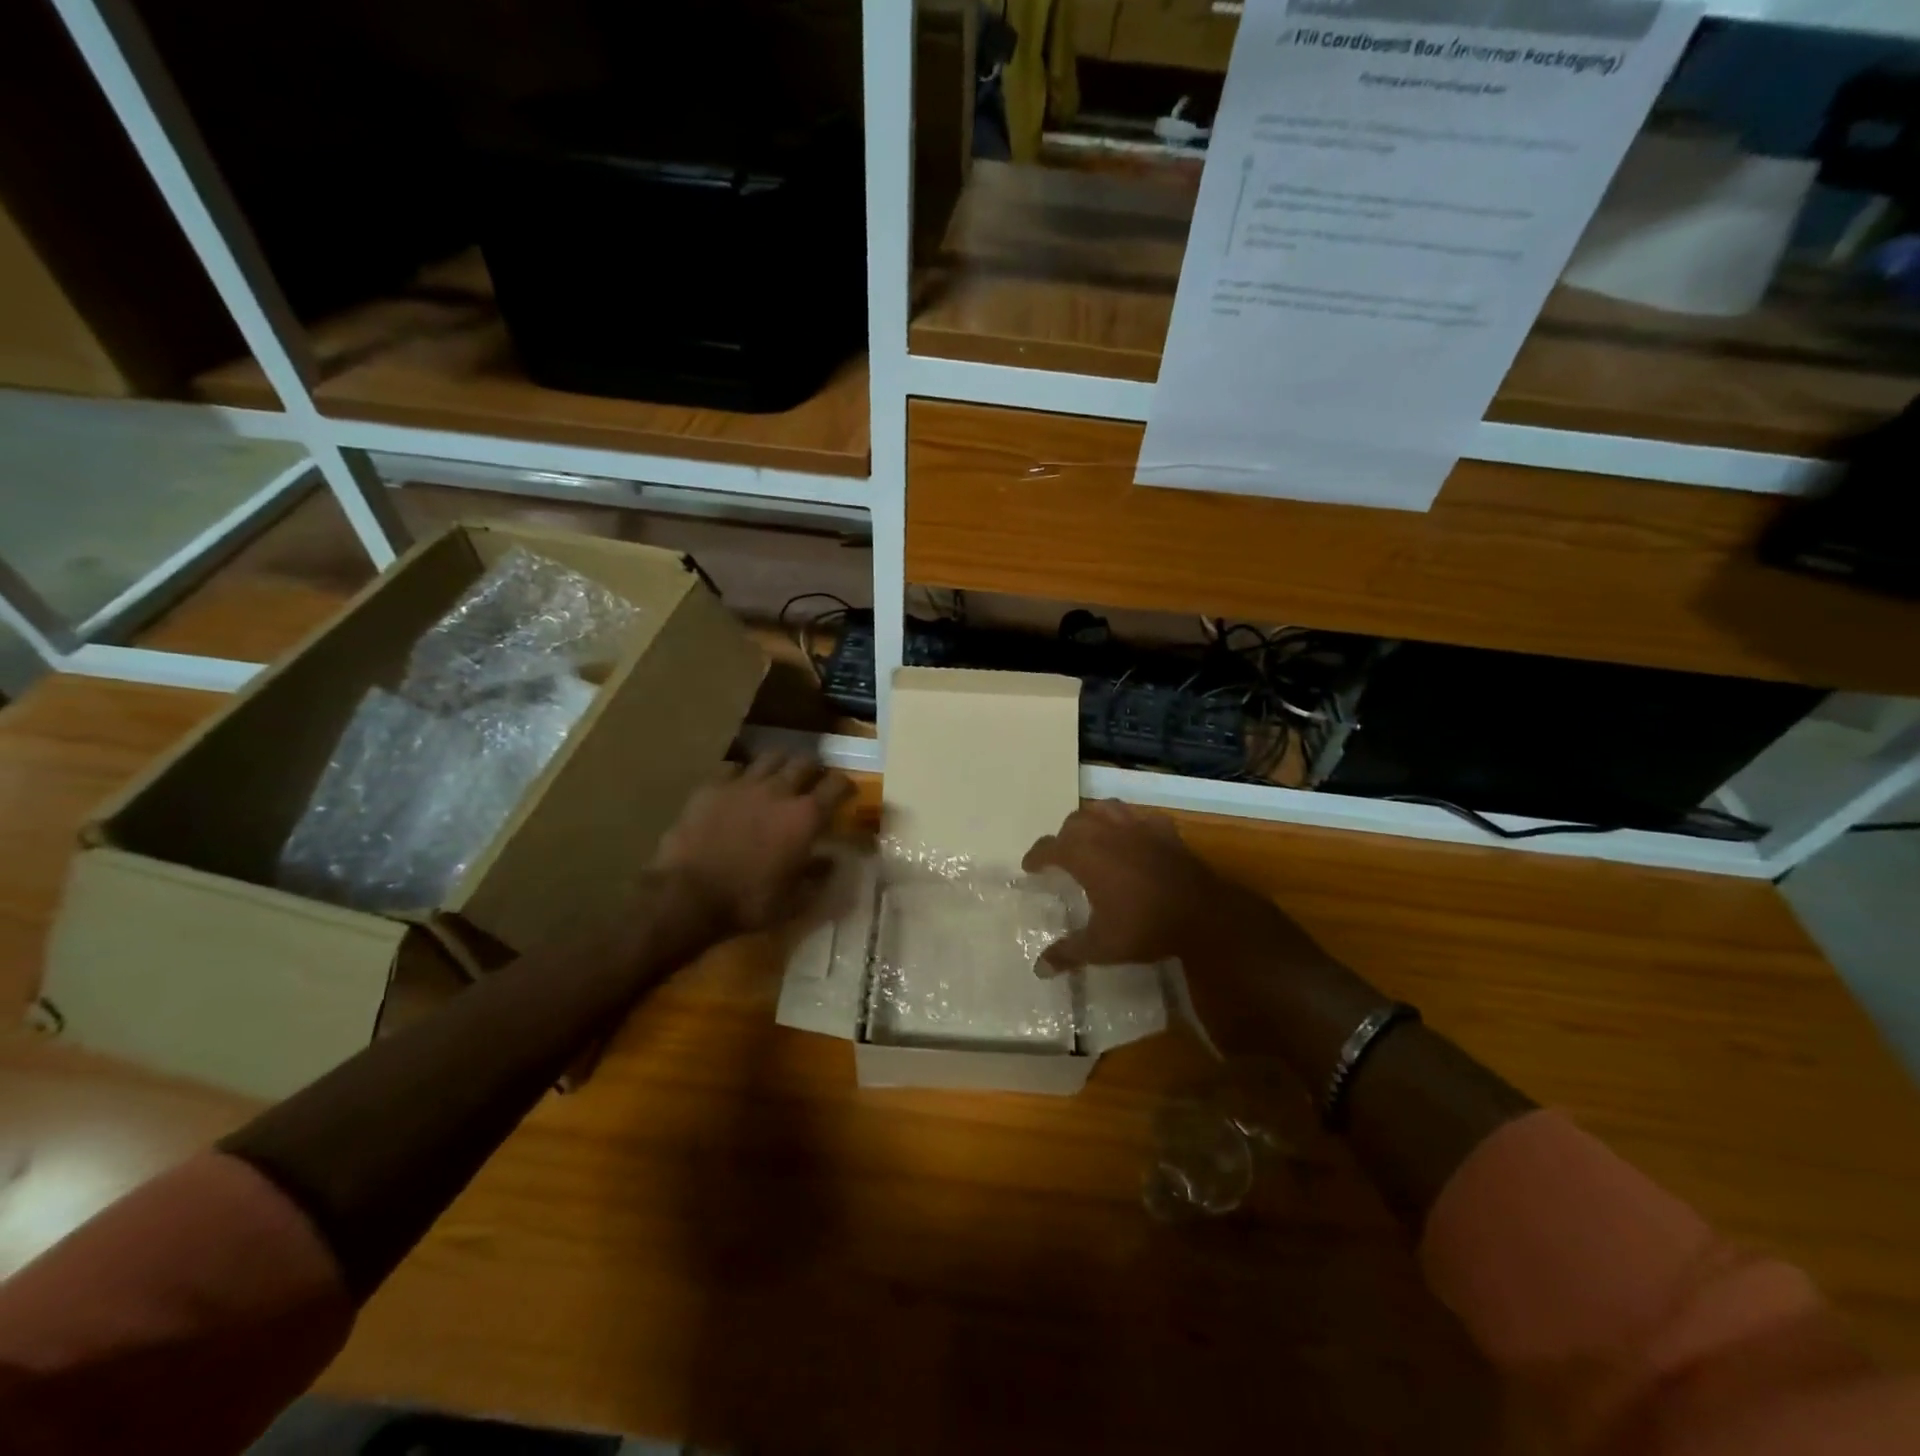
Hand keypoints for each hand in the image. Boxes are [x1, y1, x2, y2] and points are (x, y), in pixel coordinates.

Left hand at [653, 752, 854, 936]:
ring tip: (777, 778)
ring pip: (770, 757)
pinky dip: (741, 776)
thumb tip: (830, 862)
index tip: (846, 792)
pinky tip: (738, 789)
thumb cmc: (748, 902)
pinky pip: (733, 769)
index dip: (845, 785)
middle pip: (805, 762)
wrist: (687, 896)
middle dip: (812, 770)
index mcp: (805, 817)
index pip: (837, 785)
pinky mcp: (711, 787)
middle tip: (811, 783)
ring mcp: (743, 785)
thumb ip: (817, 877)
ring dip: (779, 765)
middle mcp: (779, 791)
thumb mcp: (793, 901)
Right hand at [1022, 800, 1242, 971]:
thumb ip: (1068, 953)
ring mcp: (1137, 826)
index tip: (1030, 868)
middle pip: (1074, 822)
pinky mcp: (1164, 829)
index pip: (1049, 847)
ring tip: (1093, 836)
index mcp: (1084, 854)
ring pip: (1105, 808)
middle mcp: (1106, 831)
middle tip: (1063, 855)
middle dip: (1064, 836)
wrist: (1202, 913)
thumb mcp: (1102, 946)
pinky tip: (1134, 837)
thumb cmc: (1145, 926)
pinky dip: (1130, 823)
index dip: (1036, 857)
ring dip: (1093, 819)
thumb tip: (1039, 968)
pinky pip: (1140, 817)